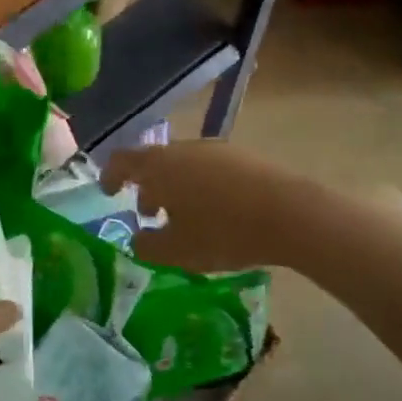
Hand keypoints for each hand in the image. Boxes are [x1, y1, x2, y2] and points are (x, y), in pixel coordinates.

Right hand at [103, 141, 311, 273]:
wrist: (292, 215)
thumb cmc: (222, 232)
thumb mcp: (176, 251)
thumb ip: (147, 246)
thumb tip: (138, 240)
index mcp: (159, 166)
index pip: (122, 161)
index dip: (110, 176)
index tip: (109, 193)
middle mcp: (184, 149)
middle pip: (154, 162)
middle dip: (146, 187)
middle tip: (148, 215)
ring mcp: (216, 150)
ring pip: (183, 165)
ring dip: (174, 188)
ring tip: (183, 218)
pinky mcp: (244, 158)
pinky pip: (209, 169)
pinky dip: (200, 187)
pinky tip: (215, 213)